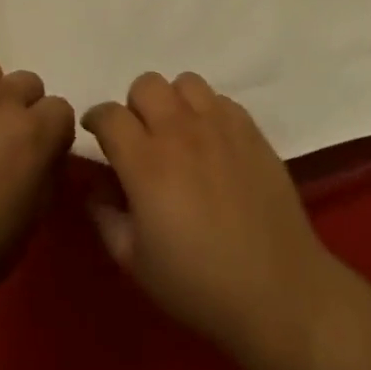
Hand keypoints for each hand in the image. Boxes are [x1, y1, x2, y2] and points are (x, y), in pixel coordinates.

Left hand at [0, 61, 74, 316]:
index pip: (61, 109)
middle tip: (2, 147)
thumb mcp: (29, 225)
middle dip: (22, 111)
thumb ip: (45, 178)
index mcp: (34, 133)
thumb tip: (45, 159)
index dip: (51, 135)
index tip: (38, 159)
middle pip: (27, 83)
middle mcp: (2, 101)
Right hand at [82, 73, 338, 362]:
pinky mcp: (250, 128)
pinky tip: (211, 143)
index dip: (97, 119)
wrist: (275, 287)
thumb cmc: (197, 284)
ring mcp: (219, 124)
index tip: (97, 134)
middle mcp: (181, 130)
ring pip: (185, 82)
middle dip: (134, 106)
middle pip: (146, 84)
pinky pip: (220, 98)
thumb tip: (96, 186)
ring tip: (178, 134)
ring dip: (172, 102)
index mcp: (146, 163)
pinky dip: (207, 111)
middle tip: (140, 138)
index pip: (110, 114)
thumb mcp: (134, 262)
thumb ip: (106, 216)